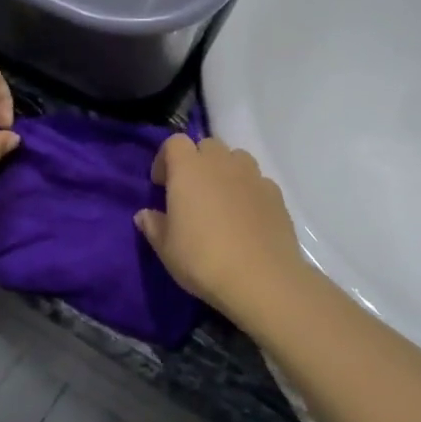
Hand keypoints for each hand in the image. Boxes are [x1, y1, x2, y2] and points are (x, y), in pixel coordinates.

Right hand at [134, 134, 308, 313]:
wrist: (261, 279)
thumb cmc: (203, 260)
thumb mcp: (166, 248)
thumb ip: (153, 226)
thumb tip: (144, 215)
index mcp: (188, 169)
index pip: (174, 142)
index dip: (165, 159)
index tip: (161, 185)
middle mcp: (221, 163)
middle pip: (207, 145)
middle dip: (196, 161)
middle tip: (191, 192)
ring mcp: (253, 176)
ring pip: (236, 158)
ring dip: (224, 171)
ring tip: (220, 200)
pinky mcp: (276, 194)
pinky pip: (257, 180)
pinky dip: (248, 190)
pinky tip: (246, 217)